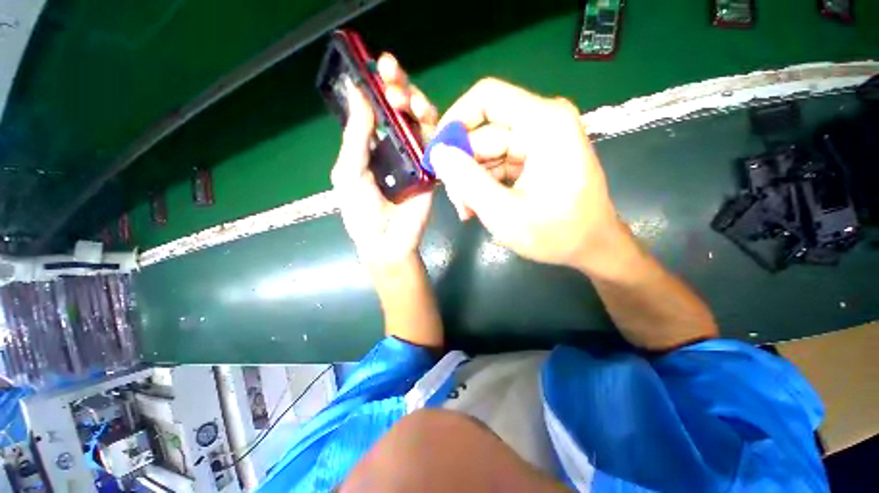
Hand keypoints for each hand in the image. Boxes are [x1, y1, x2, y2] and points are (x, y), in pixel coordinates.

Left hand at [331, 54, 438, 267]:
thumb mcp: (349, 172)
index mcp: (373, 145)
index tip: (377, 67)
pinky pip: (437, 145)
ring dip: (416, 104)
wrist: (387, 241)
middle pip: (402, 110)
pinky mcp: (433, 170)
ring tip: (405, 100)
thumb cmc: (362, 211)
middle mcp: (396, 146)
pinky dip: (434, 129)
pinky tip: (425, 118)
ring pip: (422, 122)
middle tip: (392, 75)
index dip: (378, 87)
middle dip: (399, 87)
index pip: (379, 109)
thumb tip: (358, 93)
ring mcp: (417, 157)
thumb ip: (356, 137)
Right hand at [429, 78, 625, 275]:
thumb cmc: (556, 234)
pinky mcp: (533, 158)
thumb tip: (437, 153)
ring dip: (472, 182)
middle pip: (483, 132)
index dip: (454, 121)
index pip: (486, 98)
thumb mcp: (505, 213)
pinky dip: (484, 185)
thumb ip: (468, 182)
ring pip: (486, 152)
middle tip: (458, 203)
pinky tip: (481, 209)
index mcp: (544, 123)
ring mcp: (537, 141)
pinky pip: (497, 164)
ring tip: (470, 212)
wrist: (592, 248)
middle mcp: (542, 123)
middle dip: (463, 168)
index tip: (436, 155)